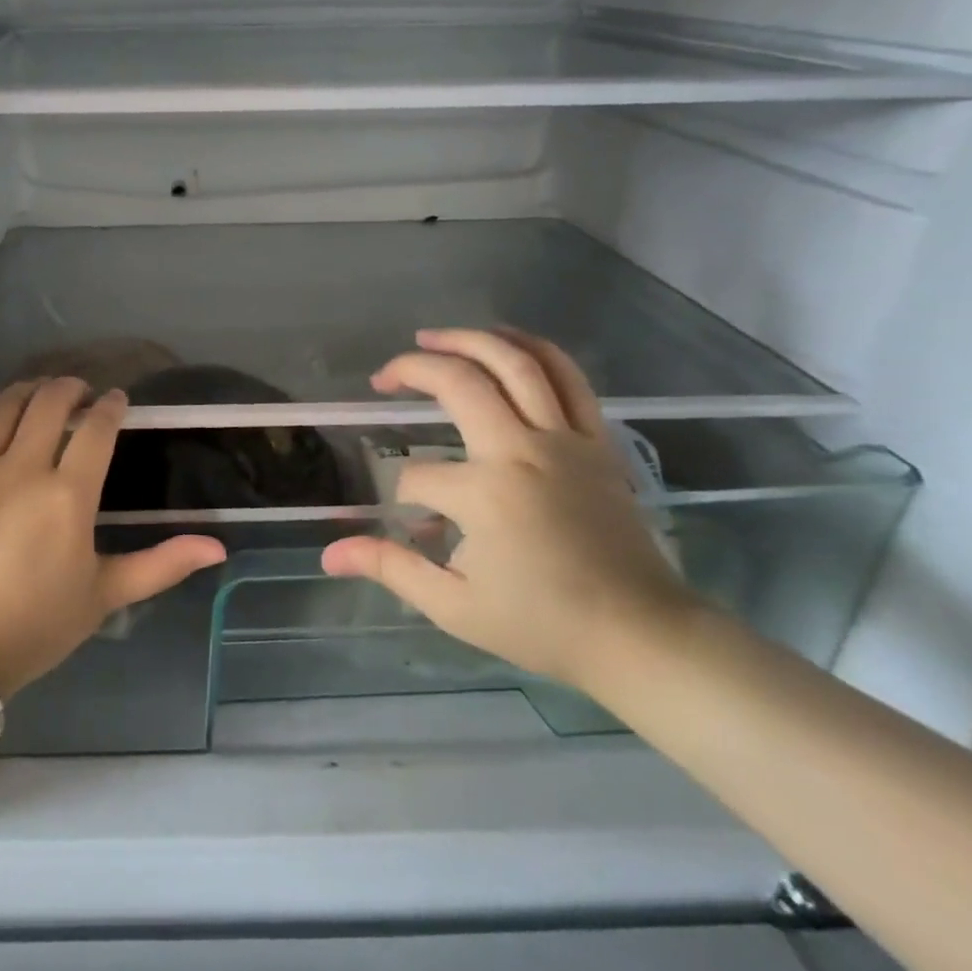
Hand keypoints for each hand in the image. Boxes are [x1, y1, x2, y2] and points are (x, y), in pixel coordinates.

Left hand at [0, 377, 226, 695]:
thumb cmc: (34, 626)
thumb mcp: (104, 596)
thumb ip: (161, 565)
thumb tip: (219, 546)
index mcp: (69, 495)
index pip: (96, 430)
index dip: (111, 407)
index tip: (117, 400)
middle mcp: (22, 468)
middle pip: (49, 404)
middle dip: (70, 388)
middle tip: (80, 392)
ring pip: (2, 407)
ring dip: (26, 389)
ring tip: (37, 389)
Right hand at [322, 328, 693, 690]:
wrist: (641, 635)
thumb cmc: (544, 624)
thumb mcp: (454, 605)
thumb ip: (390, 568)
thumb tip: (329, 554)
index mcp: (484, 494)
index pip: (418, 476)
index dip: (403, 496)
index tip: (413, 524)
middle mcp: (521, 451)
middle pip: (460, 383)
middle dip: (414, 369)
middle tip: (385, 375)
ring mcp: (564, 440)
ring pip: (518, 363)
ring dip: (471, 339)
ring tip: (435, 336)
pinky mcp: (596, 441)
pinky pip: (569, 379)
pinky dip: (535, 349)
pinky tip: (508, 343)